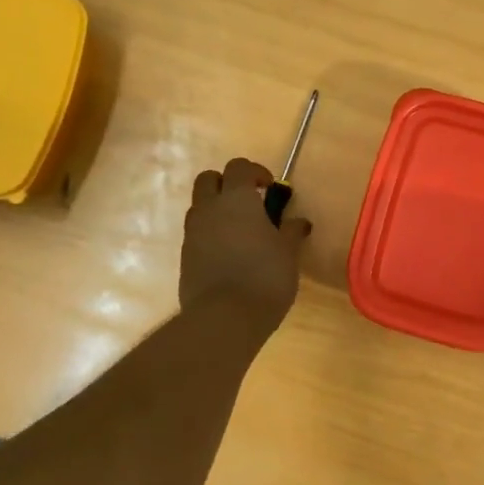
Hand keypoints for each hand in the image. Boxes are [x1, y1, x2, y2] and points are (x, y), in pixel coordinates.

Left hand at [181, 158, 310, 336]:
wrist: (224, 317)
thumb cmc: (265, 276)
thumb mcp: (288, 253)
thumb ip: (291, 232)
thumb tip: (299, 222)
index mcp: (236, 199)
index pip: (239, 167)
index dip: (255, 172)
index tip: (270, 188)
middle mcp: (209, 208)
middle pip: (209, 179)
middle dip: (227, 184)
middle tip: (249, 203)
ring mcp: (192, 232)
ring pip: (200, 206)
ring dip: (217, 209)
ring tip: (240, 231)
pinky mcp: (184, 257)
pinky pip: (196, 233)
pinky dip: (210, 234)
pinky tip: (229, 255)